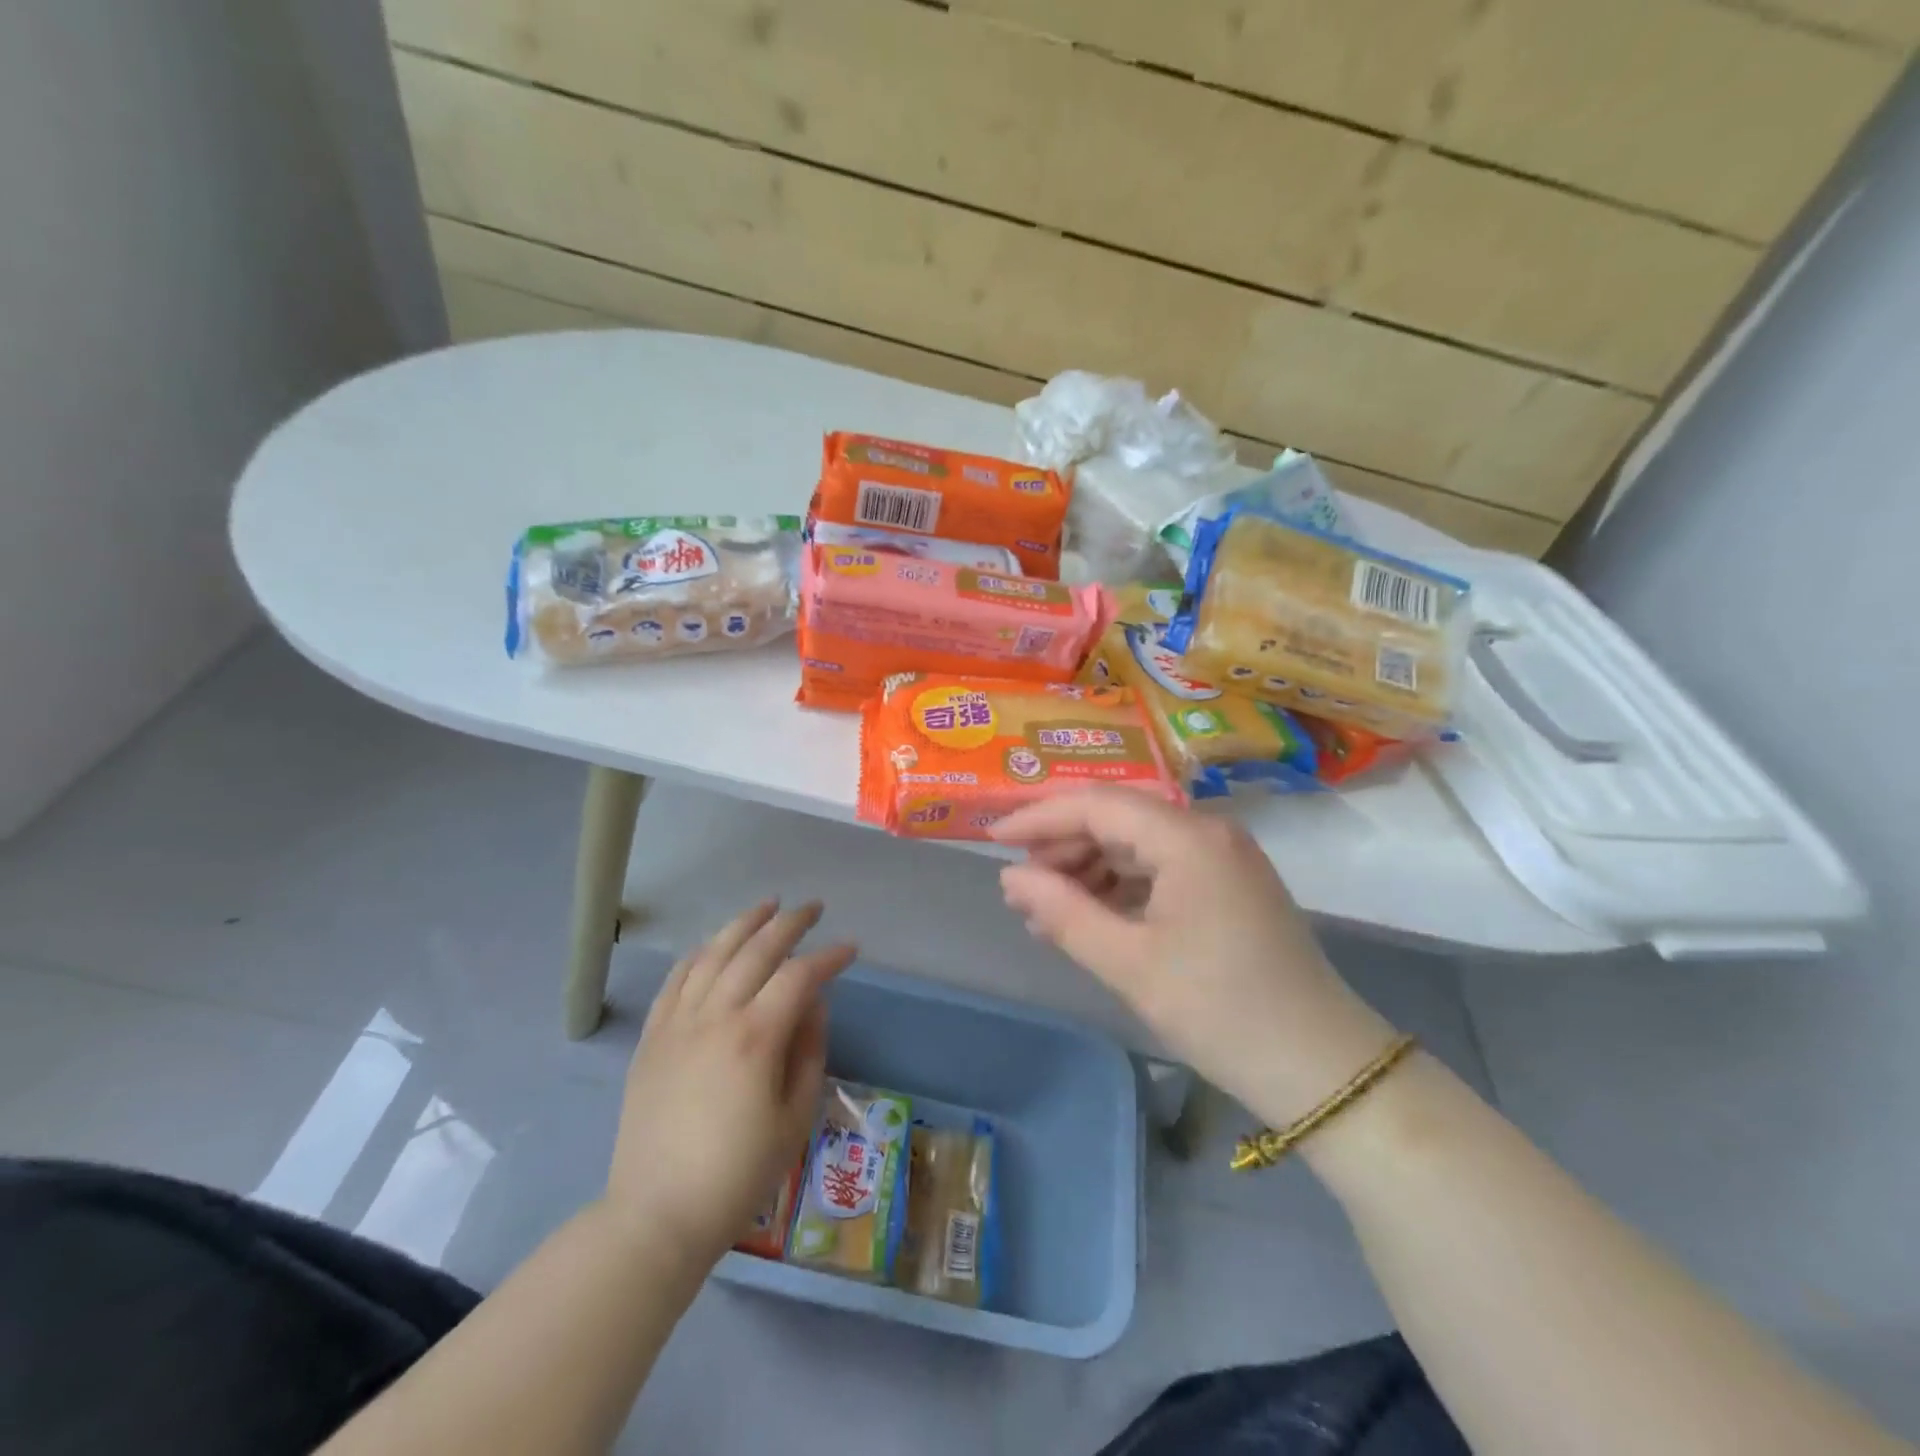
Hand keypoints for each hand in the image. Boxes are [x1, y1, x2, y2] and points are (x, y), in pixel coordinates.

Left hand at [604, 900, 854, 1271]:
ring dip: (744, 923)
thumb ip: (809, 1051)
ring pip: (713, 952)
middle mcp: (715, 1016)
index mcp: (755, 1037)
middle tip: (813, 908)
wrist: (656, 1215)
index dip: (829, 957)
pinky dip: (700, 952)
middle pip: (756, 950)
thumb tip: (813, 1004)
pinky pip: (677, 978)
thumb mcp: (795, 1118)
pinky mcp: (652, 1036)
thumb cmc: (738, 1174)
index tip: (850, 949)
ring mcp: (677, 1023)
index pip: (800, 976)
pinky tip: (714, 944)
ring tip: (768, 905)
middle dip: (790, 923)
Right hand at [991, 790, 1395, 1126]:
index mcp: (1188, 838)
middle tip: (1020, 886)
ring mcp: (1223, 857)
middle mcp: (1208, 831)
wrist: (1320, 1068)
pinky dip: (1120, 887)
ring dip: (1089, 868)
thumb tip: (1010, 877)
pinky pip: (1160, 868)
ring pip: (1137, 843)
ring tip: (1046, 910)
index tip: (992, 838)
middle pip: (1118, 818)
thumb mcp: (1129, 963)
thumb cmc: (1219, 1011)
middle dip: (1063, 845)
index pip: (1097, 804)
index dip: (1039, 816)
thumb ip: (1062, 912)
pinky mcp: (1228, 885)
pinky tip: (1090, 916)